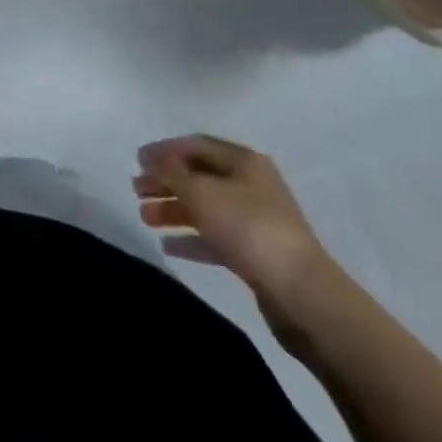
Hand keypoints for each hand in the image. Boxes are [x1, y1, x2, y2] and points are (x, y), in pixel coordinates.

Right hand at [134, 135, 337, 321]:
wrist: (304, 296)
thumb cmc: (249, 229)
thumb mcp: (201, 193)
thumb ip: (171, 173)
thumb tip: (152, 161)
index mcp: (243, 161)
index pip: (195, 145)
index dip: (164, 150)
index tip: (137, 161)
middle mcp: (251, 185)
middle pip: (199, 176)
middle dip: (166, 182)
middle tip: (137, 190)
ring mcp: (256, 221)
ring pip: (205, 208)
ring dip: (174, 210)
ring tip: (144, 218)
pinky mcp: (257, 254)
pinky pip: (216, 237)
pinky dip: (192, 238)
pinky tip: (168, 246)